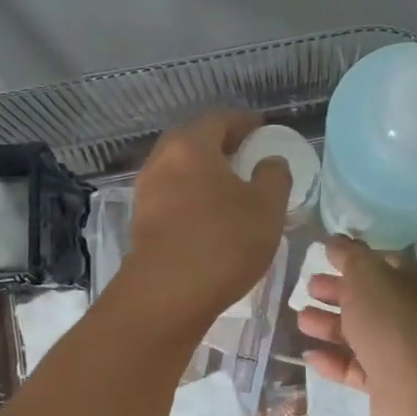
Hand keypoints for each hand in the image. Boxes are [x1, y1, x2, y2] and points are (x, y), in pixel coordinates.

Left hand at [124, 111, 290, 330]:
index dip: (244, 122)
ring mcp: (146, 192)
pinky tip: (210, 216)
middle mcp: (162, 161)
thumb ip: (274, 176)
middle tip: (247, 156)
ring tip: (231, 188)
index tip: (262, 130)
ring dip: (204, 173)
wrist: (167, 295)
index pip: (219, 120)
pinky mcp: (142, 222)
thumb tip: (270, 162)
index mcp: (191, 146)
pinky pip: (172, 196)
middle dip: (221, 145)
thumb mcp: (267, 208)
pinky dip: (192, 196)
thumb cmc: (223, 242)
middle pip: (193, 141)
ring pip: (180, 170)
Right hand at [295, 236, 416, 415]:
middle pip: (369, 299)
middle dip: (337, 292)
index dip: (353, 259)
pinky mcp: (387, 384)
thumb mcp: (366, 275)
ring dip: (330, 325)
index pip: (382, 263)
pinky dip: (333, 360)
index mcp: (413, 282)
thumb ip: (348, 256)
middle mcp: (410, 314)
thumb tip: (335, 240)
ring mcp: (400, 351)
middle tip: (308, 288)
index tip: (323, 257)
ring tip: (301, 319)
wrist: (416, 389)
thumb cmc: (391, 320)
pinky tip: (309, 355)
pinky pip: (356, 367)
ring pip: (360, 333)